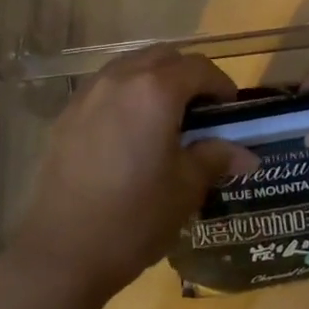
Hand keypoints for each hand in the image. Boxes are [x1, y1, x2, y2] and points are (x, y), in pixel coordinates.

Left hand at [8, 46, 257, 303]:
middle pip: (164, 57)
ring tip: (167, 118)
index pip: (199, 68)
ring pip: (132, 65)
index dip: (221, 85)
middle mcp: (121, 78)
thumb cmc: (134, 217)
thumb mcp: (186, 189)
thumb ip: (215, 158)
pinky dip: (128, 93)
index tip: (230, 111)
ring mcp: (90, 92)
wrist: (62, 251)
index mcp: (155, 90)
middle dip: (188, 76)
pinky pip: (107, 86)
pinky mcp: (68, 112)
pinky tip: (131, 131)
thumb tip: (246, 154)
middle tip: (202, 112)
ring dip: (155, 79)